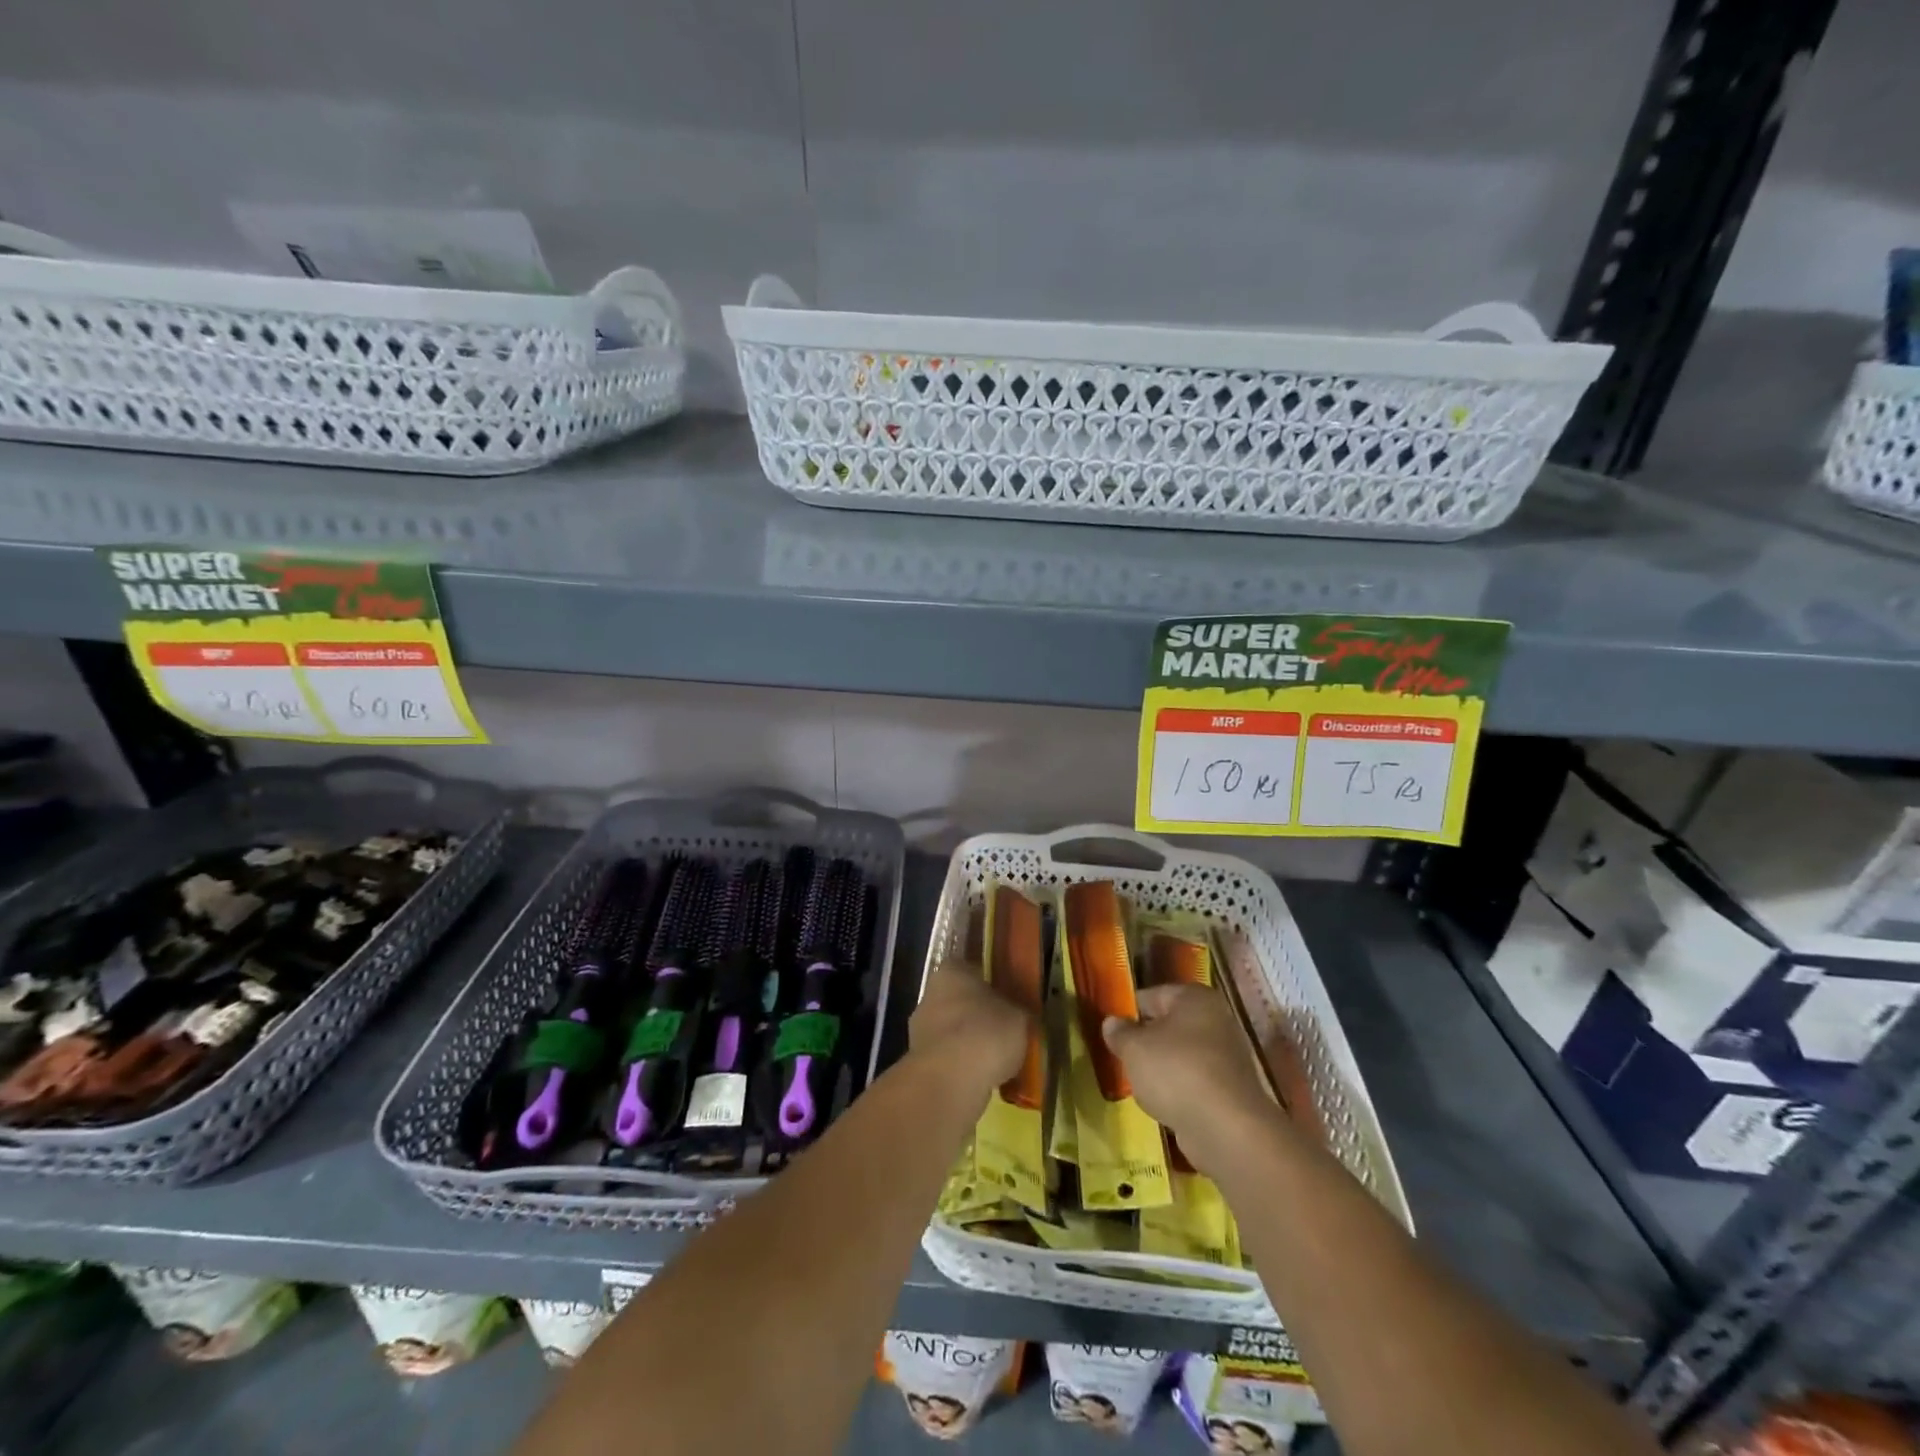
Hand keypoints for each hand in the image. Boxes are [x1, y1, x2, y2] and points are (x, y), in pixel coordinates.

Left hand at [909, 963, 1030, 1102]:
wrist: (950, 1082)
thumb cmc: (986, 1033)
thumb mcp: (1019, 1017)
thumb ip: (1017, 1011)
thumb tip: (1019, 1015)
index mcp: (951, 972)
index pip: (969, 969)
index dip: (988, 983)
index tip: (1005, 998)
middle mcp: (929, 995)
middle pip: (957, 1001)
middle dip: (976, 1015)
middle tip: (1003, 1031)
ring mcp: (919, 1031)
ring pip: (950, 1032)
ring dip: (968, 1043)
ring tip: (996, 1061)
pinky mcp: (918, 1063)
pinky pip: (946, 1059)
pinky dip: (961, 1067)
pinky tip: (982, 1079)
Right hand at [1100, 984, 1278, 1172]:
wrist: (1227, 1128)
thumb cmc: (1176, 1072)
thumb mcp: (1134, 1048)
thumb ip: (1120, 1033)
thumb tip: (1111, 1023)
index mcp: (1194, 997)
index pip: (1152, 995)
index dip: (1128, 1011)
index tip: (1110, 1029)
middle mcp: (1217, 1019)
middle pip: (1170, 1025)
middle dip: (1146, 1040)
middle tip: (1121, 1056)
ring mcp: (1228, 1056)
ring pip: (1183, 1055)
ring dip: (1163, 1067)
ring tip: (1138, 1083)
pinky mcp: (1232, 1090)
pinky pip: (1196, 1082)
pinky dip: (1180, 1090)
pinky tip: (1163, 1104)